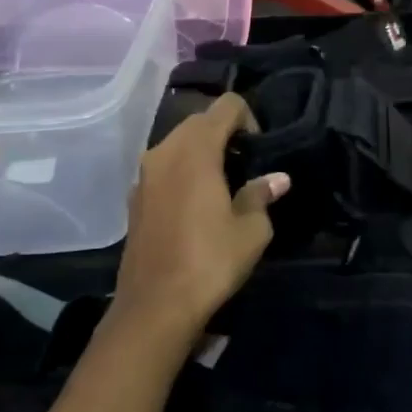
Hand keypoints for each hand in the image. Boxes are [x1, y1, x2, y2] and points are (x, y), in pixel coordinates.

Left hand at [109, 94, 287, 353]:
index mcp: (196, 150)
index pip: (226, 105)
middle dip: (225, 133)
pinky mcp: (134, 197)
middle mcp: (164, 151)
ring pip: (178, 143)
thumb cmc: (209, 262)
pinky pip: (163, 167)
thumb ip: (261, 196)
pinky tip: (196, 205)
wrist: (154, 306)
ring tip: (223, 185)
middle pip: (199, 120)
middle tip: (245, 167)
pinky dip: (182, 171)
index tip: (258, 150)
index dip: (249, 119)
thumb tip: (278, 180)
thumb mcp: (251, 231)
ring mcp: (144, 174)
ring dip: (202, 152)